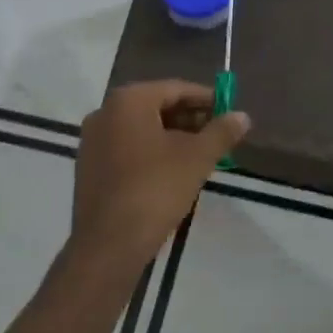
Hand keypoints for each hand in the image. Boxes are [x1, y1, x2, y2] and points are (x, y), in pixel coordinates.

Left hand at [66, 80, 248, 277]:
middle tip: (218, 137)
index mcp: (128, 101)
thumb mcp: (197, 158)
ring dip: (172, 137)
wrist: (109, 243)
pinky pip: (127, 148)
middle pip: (157, 106)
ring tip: (200, 156)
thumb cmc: (156, 189)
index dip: (206, 99)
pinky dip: (151, 153)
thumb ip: (222, 132)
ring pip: (141, 129)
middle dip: (190, 120)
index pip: (176, 88)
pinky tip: (172, 172)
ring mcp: (92, 141)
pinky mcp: (89, 167)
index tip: (229, 112)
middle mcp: (105, 112)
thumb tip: (243, 116)